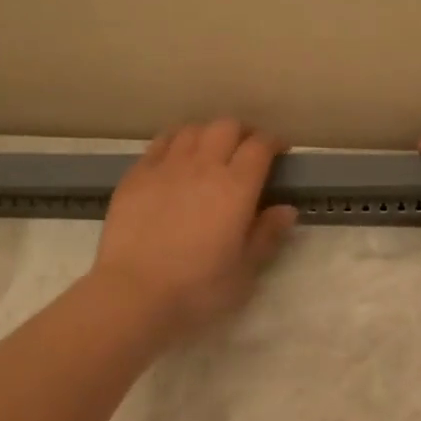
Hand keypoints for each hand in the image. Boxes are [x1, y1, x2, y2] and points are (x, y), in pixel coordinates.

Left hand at [91, 119, 298, 339]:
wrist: (133, 294)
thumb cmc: (197, 288)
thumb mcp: (245, 271)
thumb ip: (267, 235)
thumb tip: (286, 209)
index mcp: (236, 187)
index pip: (259, 146)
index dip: (273, 142)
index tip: (279, 150)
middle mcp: (203, 166)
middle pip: (226, 126)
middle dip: (242, 131)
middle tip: (247, 149)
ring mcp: (166, 166)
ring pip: (192, 129)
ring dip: (208, 133)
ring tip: (211, 150)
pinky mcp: (136, 175)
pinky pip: (160, 142)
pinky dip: (176, 141)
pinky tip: (176, 157)